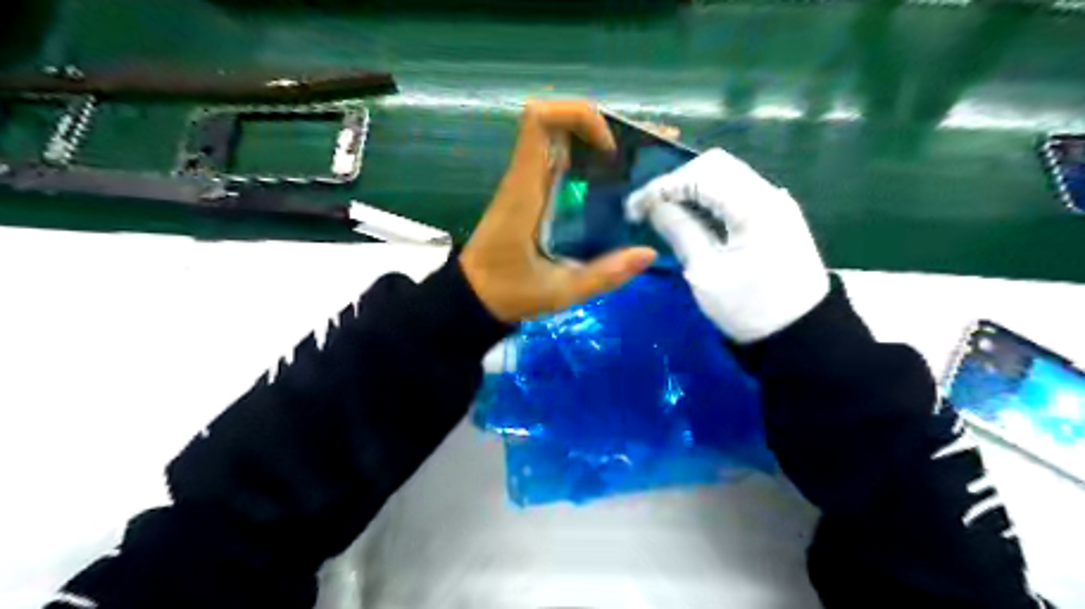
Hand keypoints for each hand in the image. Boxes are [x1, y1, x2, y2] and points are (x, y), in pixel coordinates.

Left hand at [462, 100, 655, 321]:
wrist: (472, 297)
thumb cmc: (507, 292)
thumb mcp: (559, 291)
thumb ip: (604, 275)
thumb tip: (648, 253)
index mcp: (525, 190)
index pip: (539, 121)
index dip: (578, 116)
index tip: (608, 150)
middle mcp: (525, 178)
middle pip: (558, 124)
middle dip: (602, 128)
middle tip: (641, 153)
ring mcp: (526, 184)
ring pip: (561, 141)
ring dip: (598, 145)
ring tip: (637, 166)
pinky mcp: (530, 195)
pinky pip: (560, 164)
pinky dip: (589, 164)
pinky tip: (614, 187)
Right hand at [623, 146, 827, 340]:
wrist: (801, 334)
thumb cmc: (750, 309)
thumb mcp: (706, 273)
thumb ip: (679, 231)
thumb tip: (654, 206)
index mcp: (755, 207)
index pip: (702, 174)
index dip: (662, 186)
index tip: (634, 209)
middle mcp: (769, 194)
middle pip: (715, 166)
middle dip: (675, 182)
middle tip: (647, 208)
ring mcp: (775, 203)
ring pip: (725, 177)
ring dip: (690, 189)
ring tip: (661, 211)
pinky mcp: (774, 216)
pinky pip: (735, 193)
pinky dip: (707, 199)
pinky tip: (689, 216)